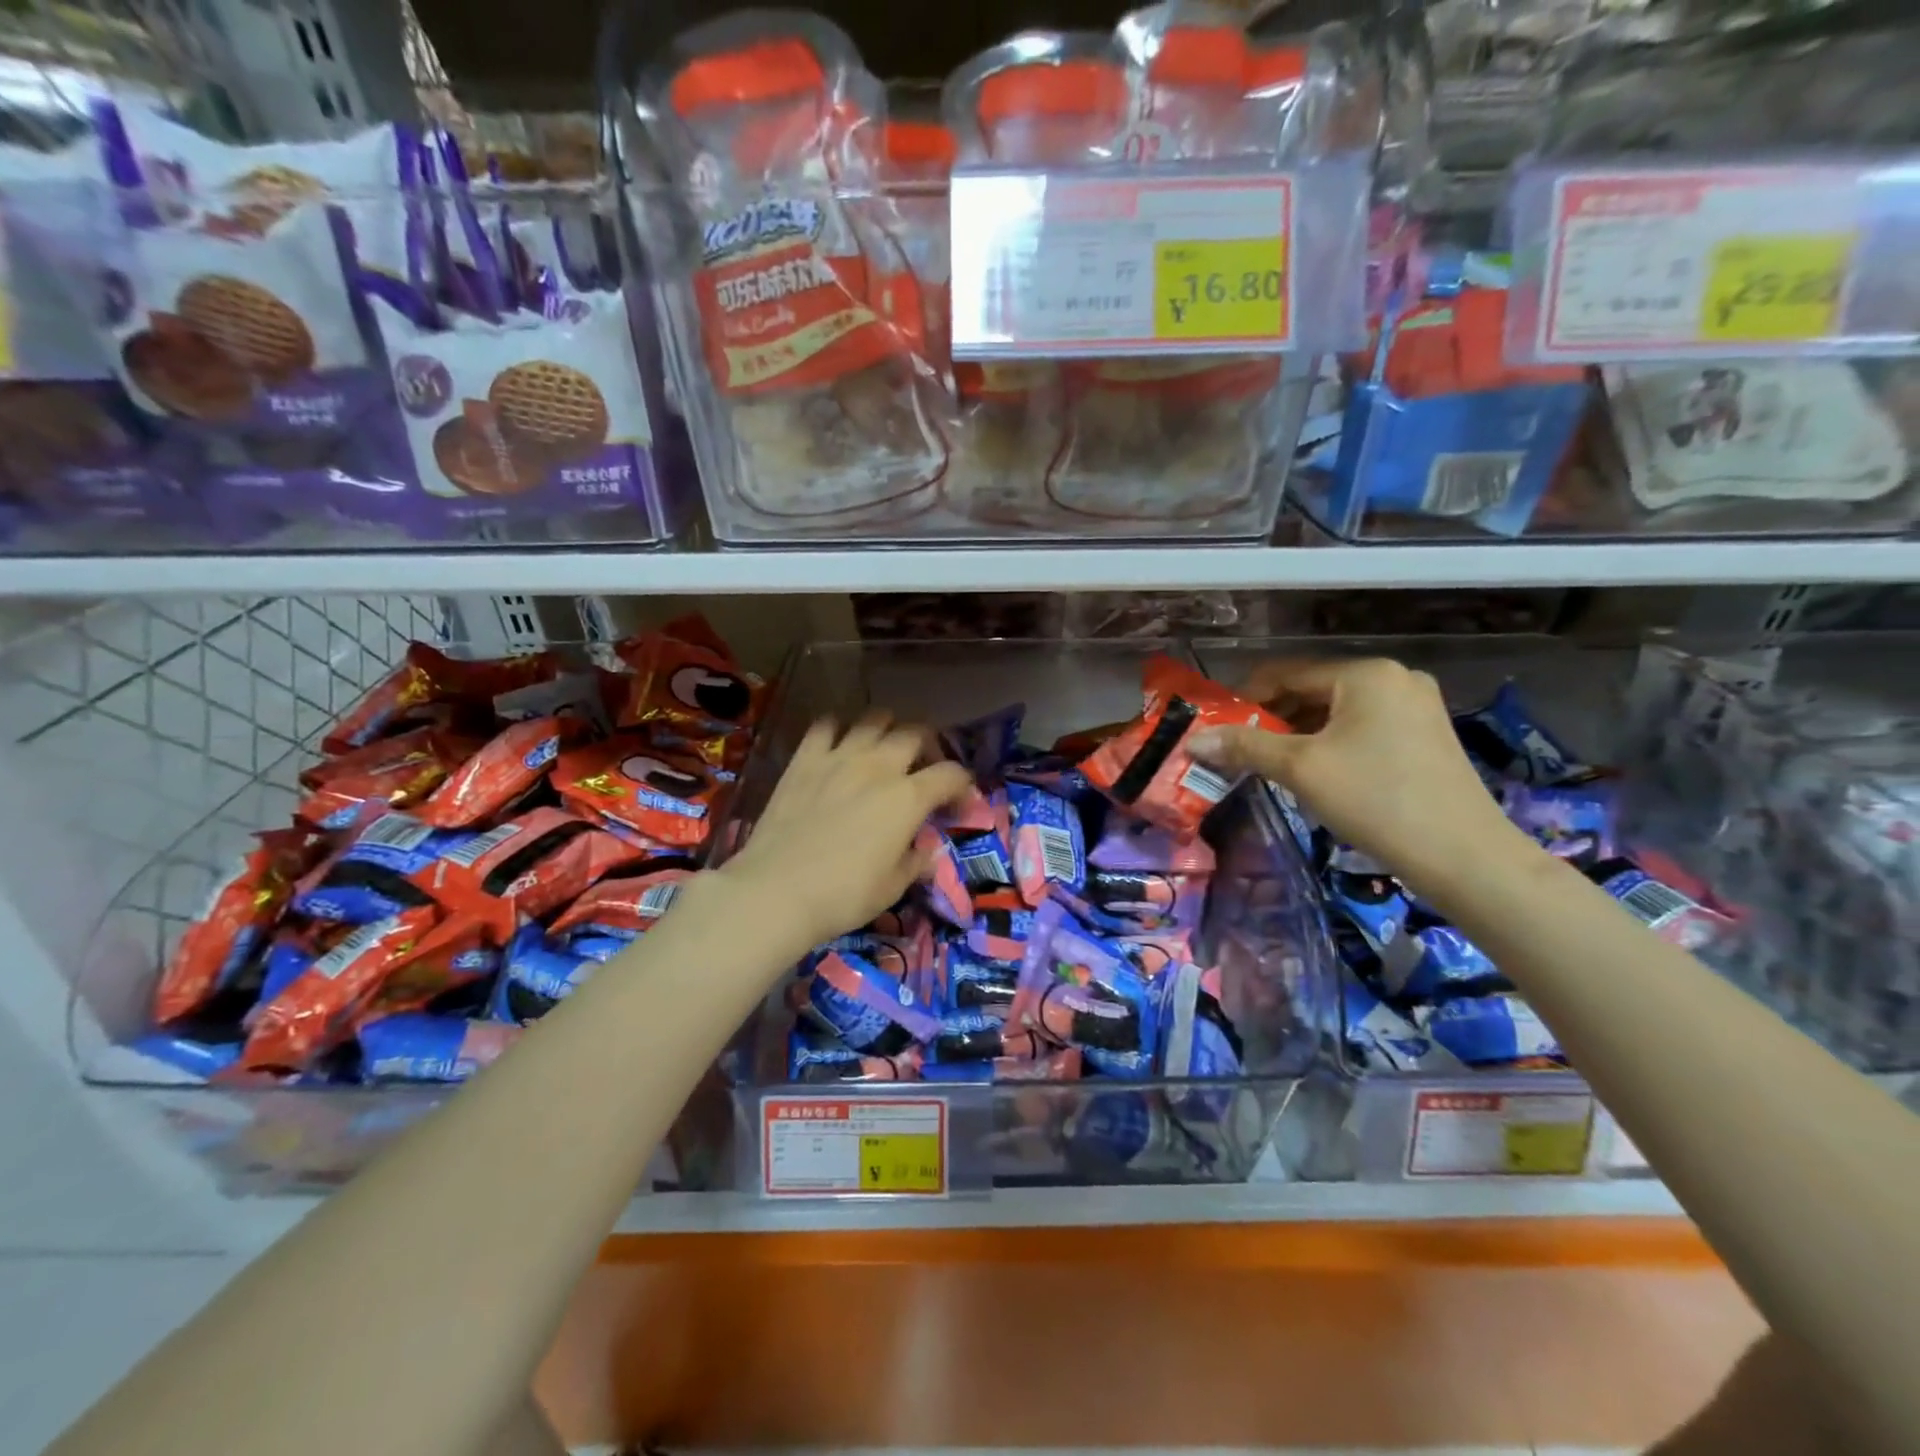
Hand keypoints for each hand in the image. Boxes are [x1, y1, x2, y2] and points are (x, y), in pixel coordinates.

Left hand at [717, 712, 972, 952]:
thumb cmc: (843, 896)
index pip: (951, 774)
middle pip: (915, 733)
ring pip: (874, 719)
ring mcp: (839, 757)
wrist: (776, 892)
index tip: (959, 805)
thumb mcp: (893, 887)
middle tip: (923, 768)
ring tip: (884, 749)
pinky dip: (838, 729)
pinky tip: (838, 746)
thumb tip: (925, 851)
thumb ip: (916, 861)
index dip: (963, 786)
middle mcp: (879, 766)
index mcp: (908, 798)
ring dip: (887, 729)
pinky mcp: (804, 759)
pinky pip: (825, 725)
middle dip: (929, 747)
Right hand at [1189, 658, 1531, 898]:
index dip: (1246, 697)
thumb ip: (1245, 746)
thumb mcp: (1299, 769)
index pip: (1287, 672)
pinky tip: (1316, 771)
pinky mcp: (1426, 734)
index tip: (1219, 726)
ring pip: (1337, 710)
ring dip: (1300, 732)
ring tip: (1272, 763)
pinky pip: (1362, 726)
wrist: (1462, 855)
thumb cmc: (1374, 798)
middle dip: (1273, 718)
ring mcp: (1416, 705)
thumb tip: (1194, 740)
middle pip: (1313, 688)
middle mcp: (1394, 678)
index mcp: (1365, 673)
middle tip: (1240, 749)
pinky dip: (1331, 742)